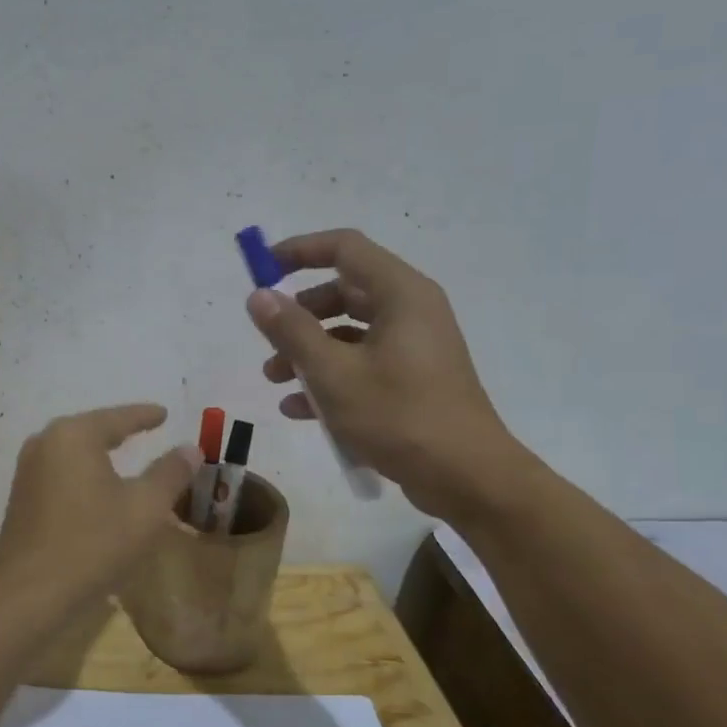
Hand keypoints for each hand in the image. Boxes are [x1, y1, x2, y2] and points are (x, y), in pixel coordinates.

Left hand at [0, 404, 200, 610]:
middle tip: (147, 428)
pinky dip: (84, 473)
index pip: (118, 417)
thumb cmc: (93, 544)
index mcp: (74, 436)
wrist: (30, 594)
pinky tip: (97, 487)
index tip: (164, 413)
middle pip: (92, 429)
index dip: (145, 415)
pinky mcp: (21, 498)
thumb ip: (170, 473)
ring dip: (100, 454)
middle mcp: (45, 443)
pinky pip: (61, 473)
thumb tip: (190, 448)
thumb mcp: (145, 508)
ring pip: (74, 452)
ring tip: (125, 455)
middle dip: (120, 430)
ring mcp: (27, 471)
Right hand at [246, 229, 531, 519]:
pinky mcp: (413, 380)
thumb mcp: (333, 373)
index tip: (262, 270)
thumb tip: (258, 296)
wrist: (467, 478)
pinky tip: (298, 409)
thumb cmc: (399, 416)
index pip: (345, 248)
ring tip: (274, 380)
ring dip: (308, 351)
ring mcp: (414, 347)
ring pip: (349, 332)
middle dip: (299, 315)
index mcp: (400, 294)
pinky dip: (331, 378)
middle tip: (268, 339)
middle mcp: (410, 311)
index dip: (299, 251)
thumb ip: (291, 331)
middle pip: (343, 291)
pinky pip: (363, 364)